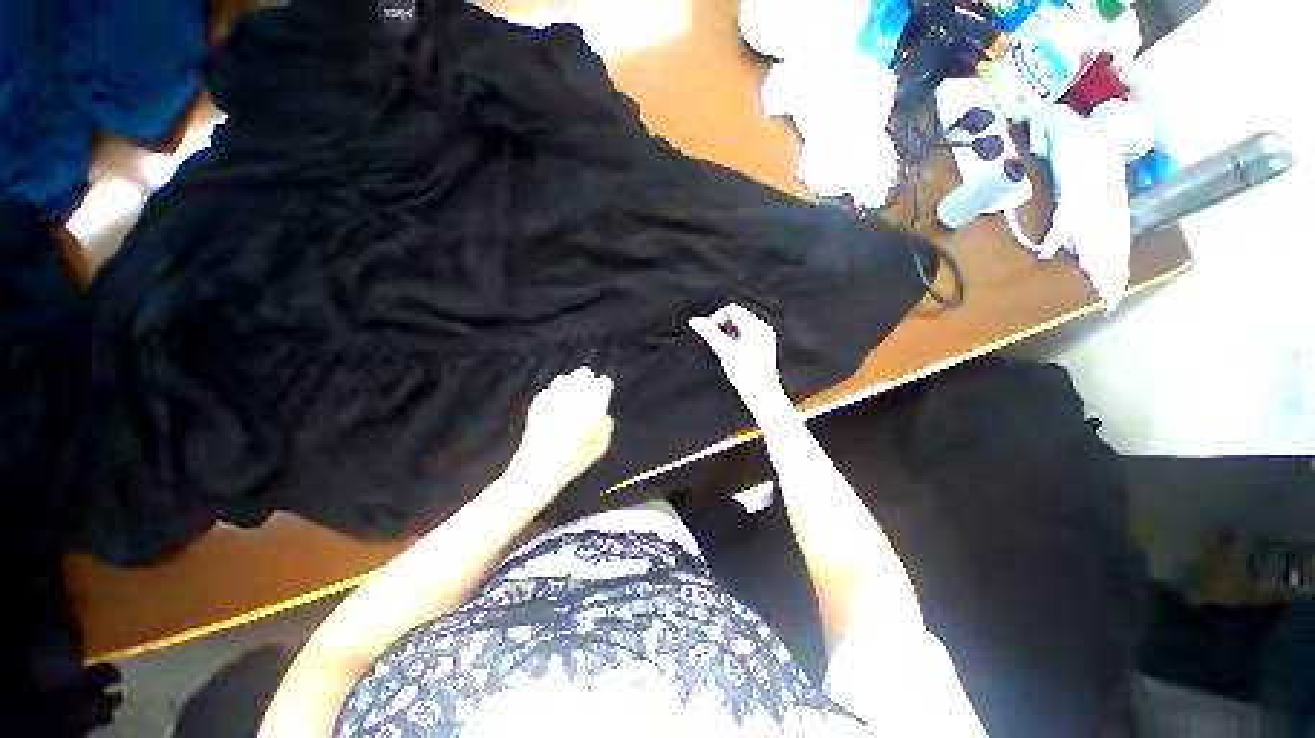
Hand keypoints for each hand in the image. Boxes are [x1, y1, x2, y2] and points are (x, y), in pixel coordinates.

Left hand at [509, 367, 614, 491]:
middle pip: (583, 374)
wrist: (539, 468)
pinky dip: (552, 396)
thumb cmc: (573, 461)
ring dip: (569, 384)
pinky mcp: (537, 406)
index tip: (604, 389)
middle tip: (589, 386)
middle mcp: (573, 398)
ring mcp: (553, 399)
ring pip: (563, 380)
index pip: (604, 383)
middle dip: (587, 379)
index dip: (605, 386)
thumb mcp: (599, 448)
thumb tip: (604, 416)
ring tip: (571, 393)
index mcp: (593, 405)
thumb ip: (605, 428)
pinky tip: (554, 405)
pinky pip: (547, 393)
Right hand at [689, 303, 789, 414]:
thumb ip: (709, 333)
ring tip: (723, 346)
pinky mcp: (763, 346)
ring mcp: (764, 337)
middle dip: (722, 325)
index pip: (732, 309)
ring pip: (741, 325)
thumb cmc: (746, 373)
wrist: (761, 392)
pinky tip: (732, 351)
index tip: (708, 330)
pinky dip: (736, 338)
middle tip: (713, 338)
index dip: (716, 317)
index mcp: (755, 326)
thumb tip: (696, 321)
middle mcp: (762, 328)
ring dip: (728, 332)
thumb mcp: (724, 350)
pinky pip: (746, 334)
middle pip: (737, 316)